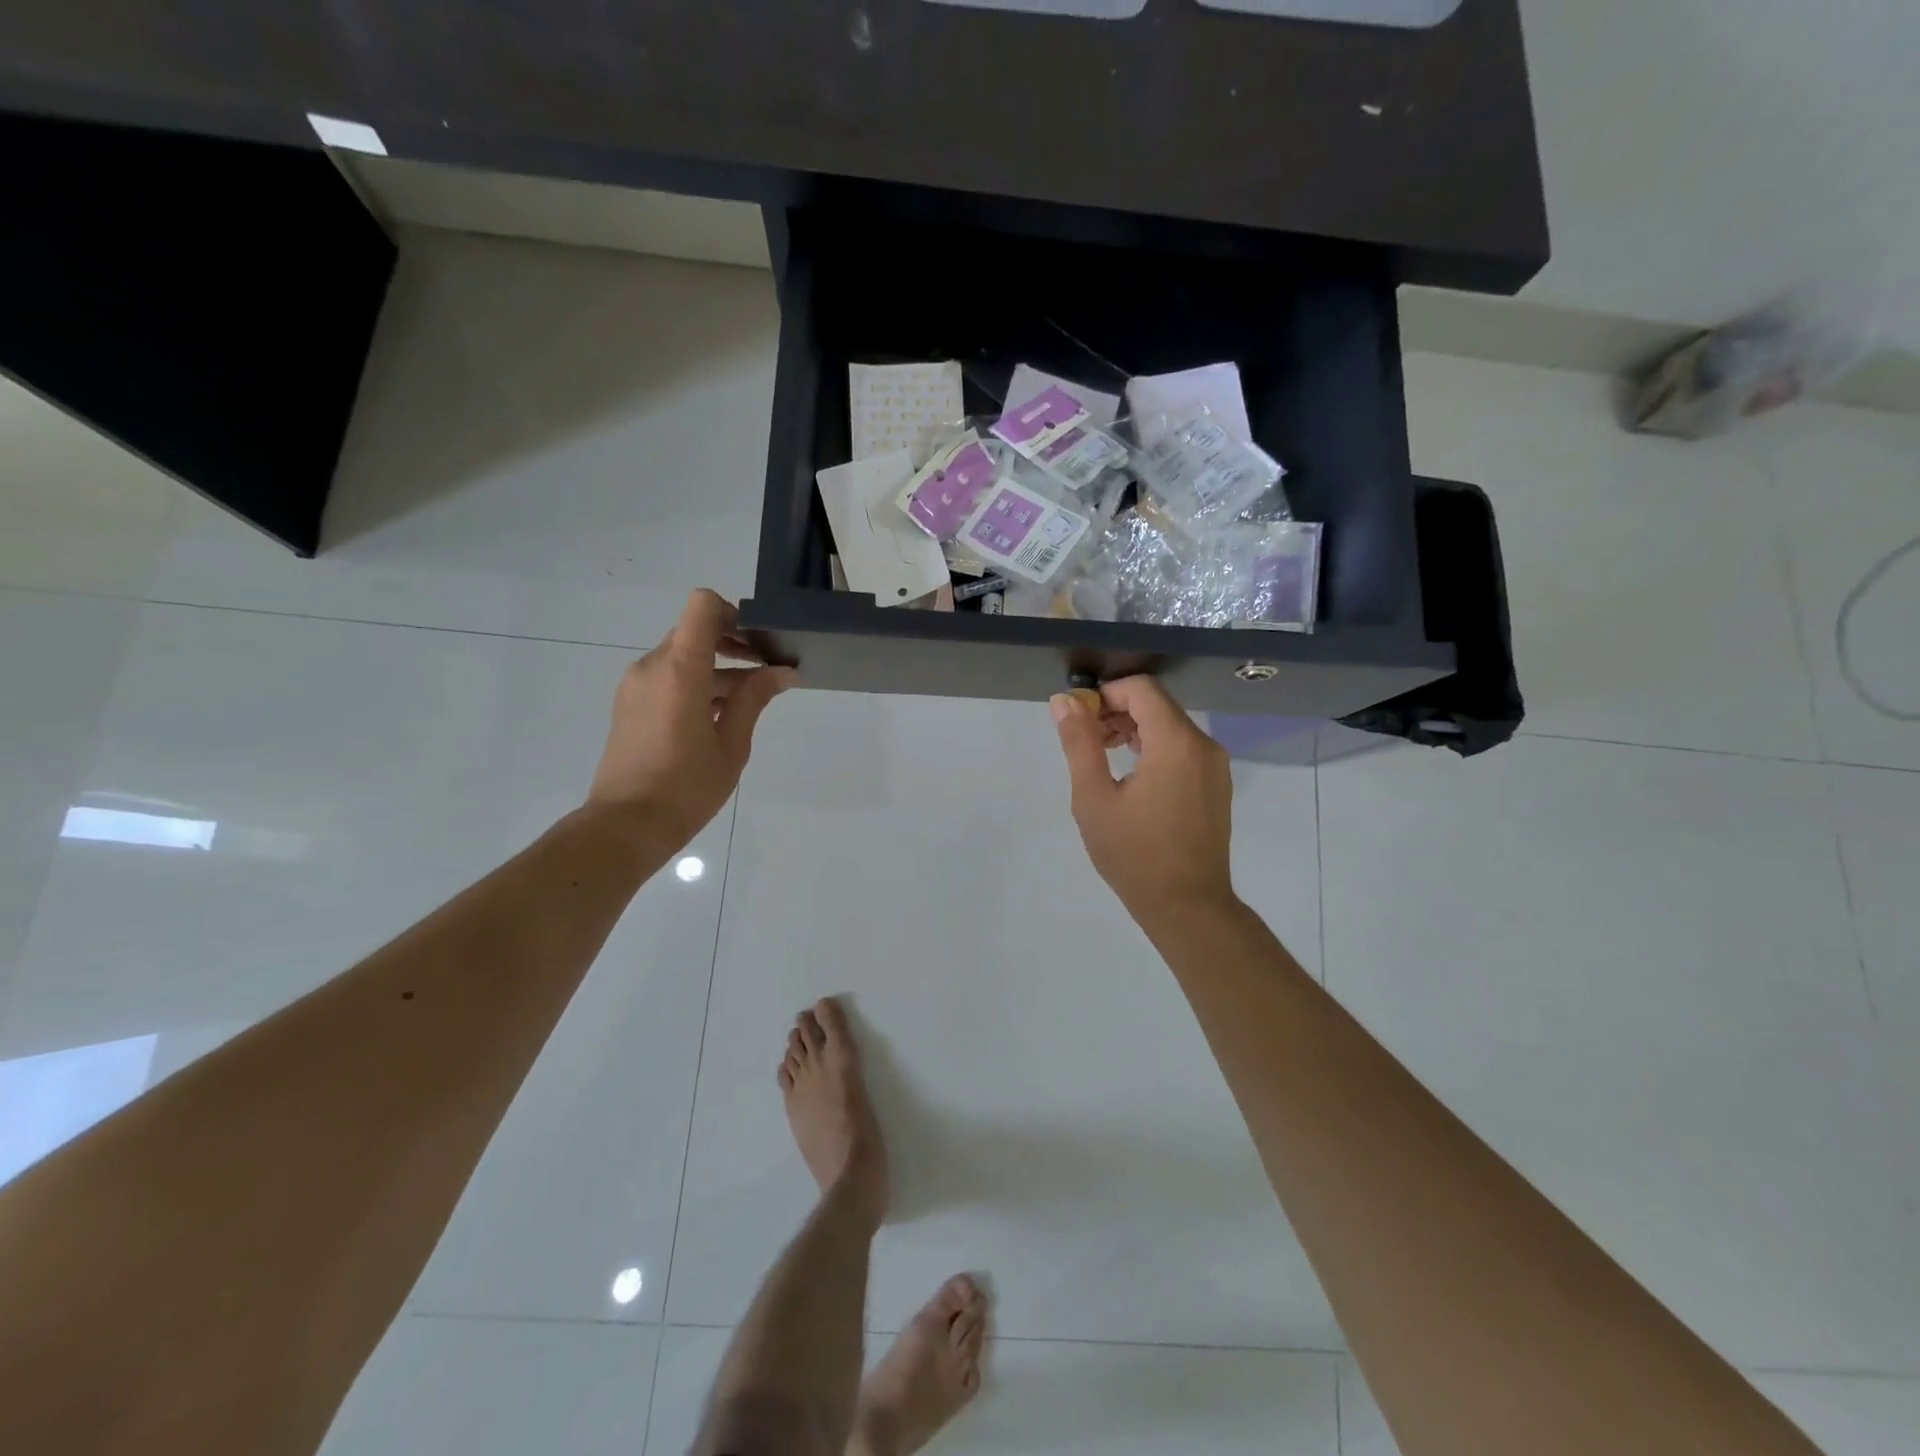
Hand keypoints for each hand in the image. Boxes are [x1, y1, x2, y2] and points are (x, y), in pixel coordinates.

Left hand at [587, 589, 796, 846]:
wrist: (625, 826)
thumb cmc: (685, 787)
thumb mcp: (731, 745)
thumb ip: (754, 699)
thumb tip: (782, 672)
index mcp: (679, 670)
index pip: (703, 607)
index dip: (735, 614)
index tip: (760, 643)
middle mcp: (651, 667)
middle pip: (695, 631)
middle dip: (734, 644)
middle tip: (767, 672)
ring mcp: (636, 685)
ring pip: (683, 657)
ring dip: (718, 668)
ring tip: (751, 701)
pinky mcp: (629, 704)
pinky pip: (668, 678)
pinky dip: (697, 684)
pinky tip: (720, 717)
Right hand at [1052, 676, 1235, 926]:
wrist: (1188, 907)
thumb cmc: (1134, 854)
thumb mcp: (1094, 798)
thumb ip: (1079, 743)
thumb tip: (1064, 701)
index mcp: (1176, 742)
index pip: (1141, 689)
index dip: (1105, 694)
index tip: (1079, 720)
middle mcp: (1203, 745)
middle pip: (1157, 705)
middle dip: (1116, 712)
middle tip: (1085, 743)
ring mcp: (1215, 766)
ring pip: (1170, 726)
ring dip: (1133, 730)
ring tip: (1102, 759)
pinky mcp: (1216, 786)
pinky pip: (1183, 749)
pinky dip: (1154, 749)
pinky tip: (1131, 778)